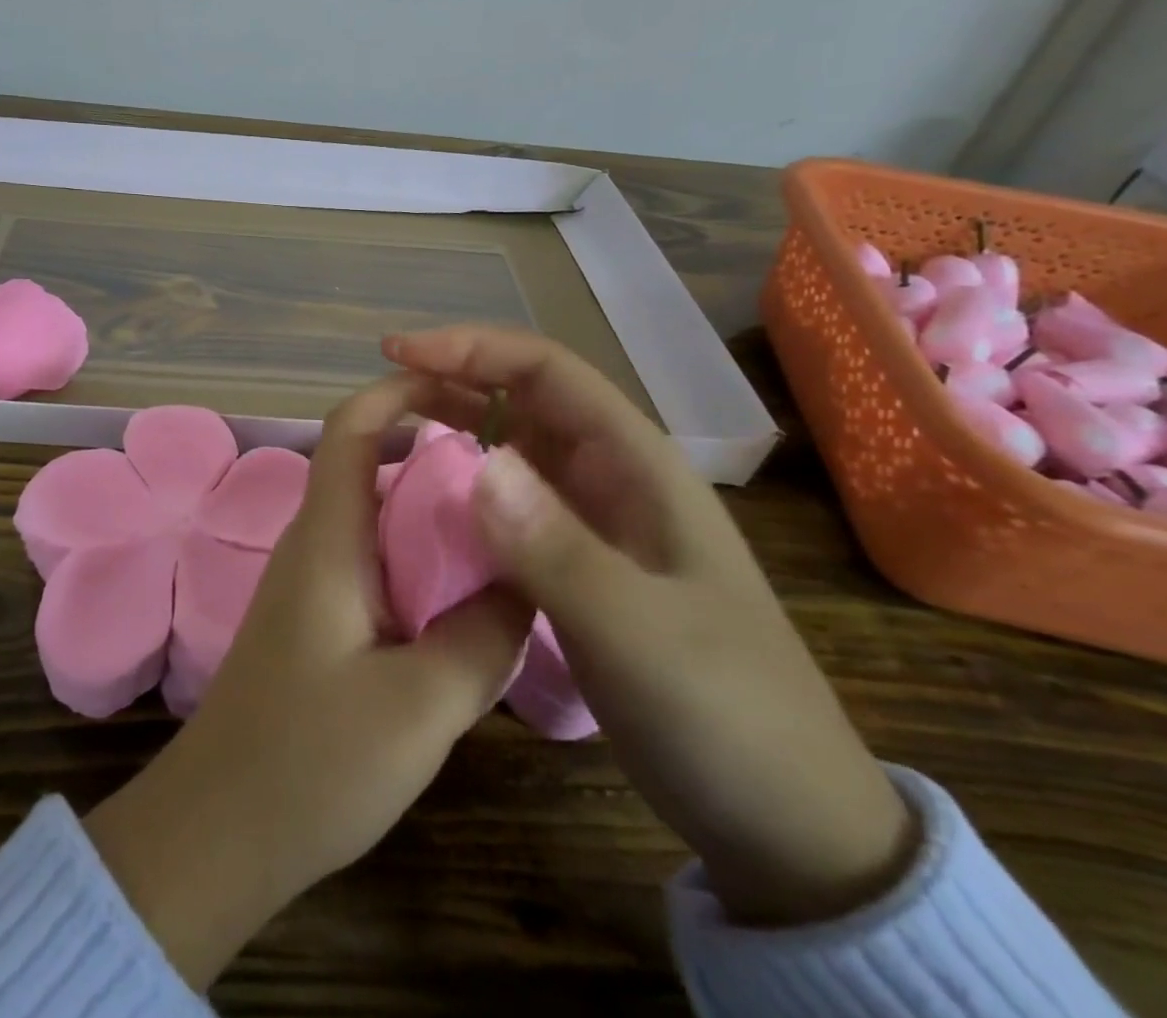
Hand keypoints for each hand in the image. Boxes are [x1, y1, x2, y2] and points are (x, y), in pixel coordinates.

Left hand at [83, 375, 531, 988]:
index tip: (463, 383)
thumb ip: (482, 636)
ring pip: (375, 513)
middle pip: (369, 461)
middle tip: (511, 460)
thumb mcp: (419, 706)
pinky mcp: (318, 618)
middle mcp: (315, 543)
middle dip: (432, 445)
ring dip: (430, 504)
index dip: (399, 389)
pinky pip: (374, 559)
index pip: (352, 427)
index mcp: (328, 538)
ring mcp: (312, 581)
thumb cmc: (310, 763)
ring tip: (504, 519)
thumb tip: (526, 578)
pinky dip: (419, 553)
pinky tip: (464, 590)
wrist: (218, 833)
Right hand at [387, 325, 916, 927]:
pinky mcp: (575, 564)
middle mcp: (611, 477)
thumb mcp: (639, 633)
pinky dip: (463, 489)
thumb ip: (557, 549)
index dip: (470, 349)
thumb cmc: (725, 714)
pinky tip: (425, 508)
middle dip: (453, 380)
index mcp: (636, 464)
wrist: (782, 817)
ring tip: (391, 437)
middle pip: (523, 398)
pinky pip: (508, 504)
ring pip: (512, 447)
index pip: (546, 370)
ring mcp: (593, 522)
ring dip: (454, 429)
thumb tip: (478, 463)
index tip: (397, 352)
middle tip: (383, 395)